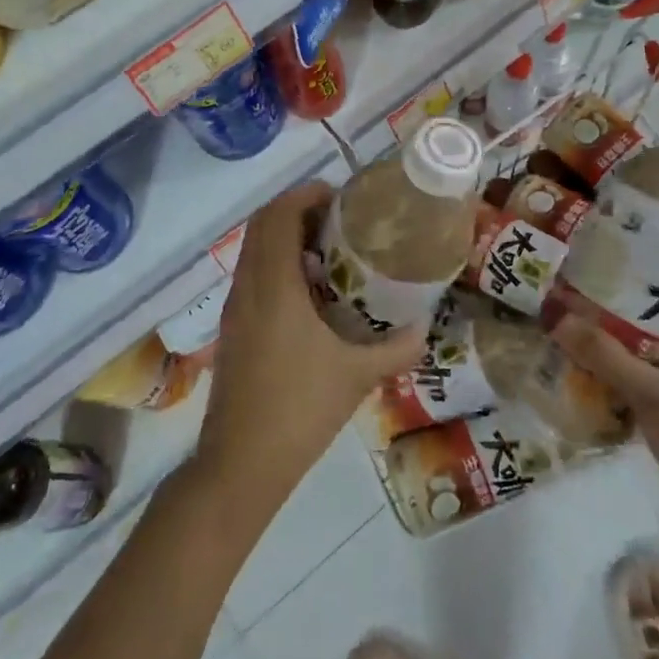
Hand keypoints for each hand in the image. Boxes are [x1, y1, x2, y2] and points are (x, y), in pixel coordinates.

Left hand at [194, 181, 426, 519]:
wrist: (241, 463)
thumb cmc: (300, 411)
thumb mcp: (358, 376)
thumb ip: (397, 348)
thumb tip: (426, 326)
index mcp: (275, 286)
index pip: (279, 216)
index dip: (306, 195)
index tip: (340, 196)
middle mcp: (248, 286)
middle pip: (262, 224)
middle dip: (297, 210)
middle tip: (338, 218)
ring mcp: (234, 307)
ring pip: (253, 248)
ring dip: (285, 236)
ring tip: (328, 249)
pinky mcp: (232, 327)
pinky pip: (251, 273)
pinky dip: (276, 262)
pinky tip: (310, 292)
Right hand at [552, 305, 658, 573]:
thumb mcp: (651, 393)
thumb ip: (605, 356)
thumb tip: (558, 317)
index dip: (644, 296)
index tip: (603, 290)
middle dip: (628, 332)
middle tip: (584, 321)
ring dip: (630, 366)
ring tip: (585, 354)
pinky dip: (636, 396)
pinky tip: (604, 396)